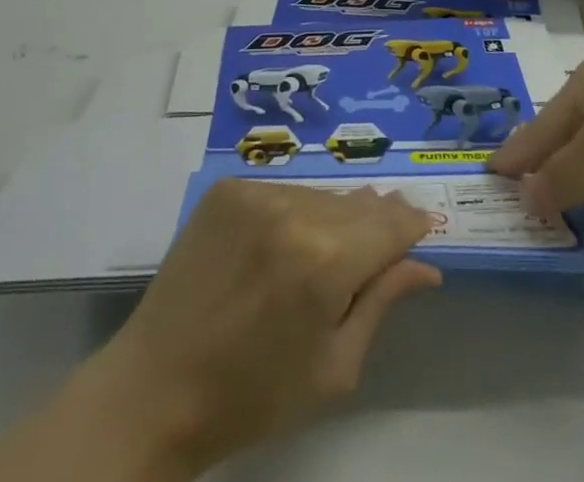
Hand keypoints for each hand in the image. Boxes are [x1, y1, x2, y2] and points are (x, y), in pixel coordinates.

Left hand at [83, 180, 441, 474]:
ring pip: (320, 194)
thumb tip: (425, 266)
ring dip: (332, 216)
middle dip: (374, 222)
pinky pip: (282, 190)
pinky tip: (281, 245)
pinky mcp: (228, 188)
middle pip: (358, 203)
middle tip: (376, 247)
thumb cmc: (254, 395)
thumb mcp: (334, 369)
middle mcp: (294, 211)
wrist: (158, 386)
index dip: (411, 225)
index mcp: (326, 261)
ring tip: (322, 251)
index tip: (422, 229)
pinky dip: (293, 211)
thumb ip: (381, 303)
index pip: (391, 223)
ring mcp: (256, 192)